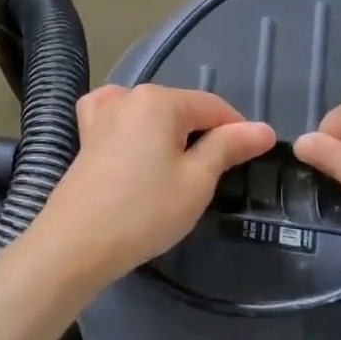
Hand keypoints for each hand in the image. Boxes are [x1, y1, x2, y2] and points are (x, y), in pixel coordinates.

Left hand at [27, 85, 274, 287]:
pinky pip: (117, 116)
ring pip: (151, 112)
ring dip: (171, 132)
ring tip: (178, 166)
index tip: (250, 160)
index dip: (238, 131)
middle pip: (182, 108)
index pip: (214, 107)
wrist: (77, 243)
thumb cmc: (144, 212)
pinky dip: (133, 123)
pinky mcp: (86, 135)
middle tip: (214, 175)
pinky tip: (136, 139)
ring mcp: (103, 113)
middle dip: (204, 133)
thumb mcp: (197, 181)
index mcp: (160, 100)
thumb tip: (263, 129)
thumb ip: (228, 147)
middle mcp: (129, 96)